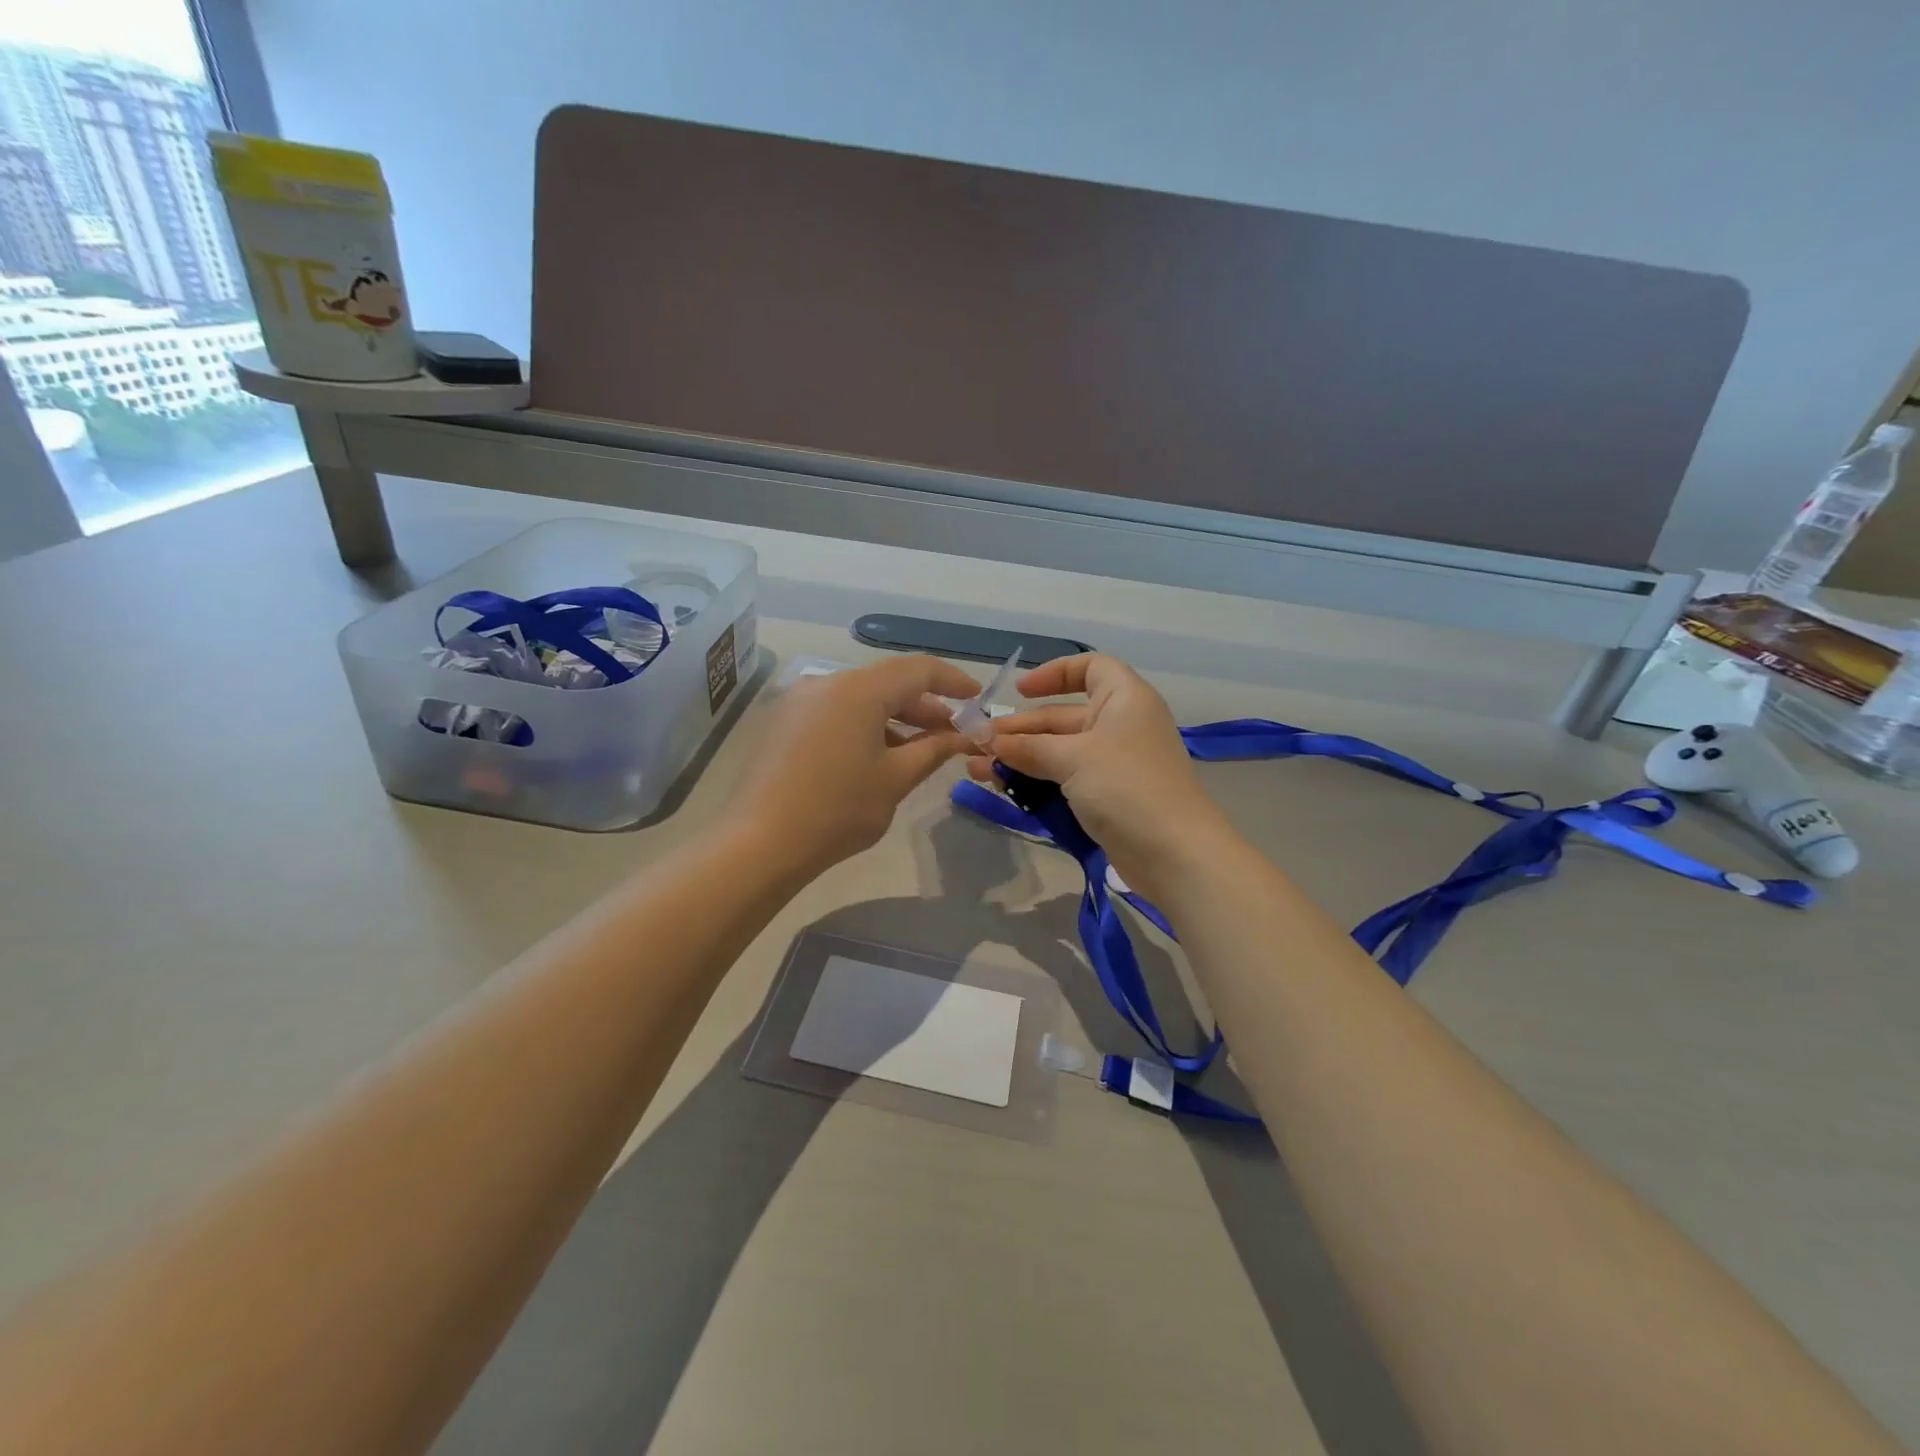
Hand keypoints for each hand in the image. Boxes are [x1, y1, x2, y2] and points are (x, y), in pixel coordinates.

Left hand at [728, 654, 981, 876]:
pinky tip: (878, 756)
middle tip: (952, 733)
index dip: (953, 681)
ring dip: (895, 718)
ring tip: (920, 749)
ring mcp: (800, 702)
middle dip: (925, 705)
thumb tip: (964, 736)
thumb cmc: (838, 809)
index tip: (976, 700)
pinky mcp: (785, 723)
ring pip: (861, 698)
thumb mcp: (896, 779)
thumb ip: (934, 749)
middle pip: (887, 682)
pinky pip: (836, 712)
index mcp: (858, 690)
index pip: (917, 669)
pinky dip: (865, 725)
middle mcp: (827, 683)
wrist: (760, 843)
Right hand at [964, 653, 1234, 896]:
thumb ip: (1028, 748)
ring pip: (1059, 751)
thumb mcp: (1073, 758)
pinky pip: (1065, 779)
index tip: (1020, 693)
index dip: (1054, 674)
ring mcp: (1114, 764)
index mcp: (1124, 698)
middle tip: (978, 744)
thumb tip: (989, 742)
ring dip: (1020, 758)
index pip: (1089, 668)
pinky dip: (1036, 780)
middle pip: (1063, 716)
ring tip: (978, 770)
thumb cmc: (1126, 786)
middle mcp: (1120, 725)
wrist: (1174, 853)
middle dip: (1021, 729)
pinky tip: (1002, 788)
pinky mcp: (1107, 797)